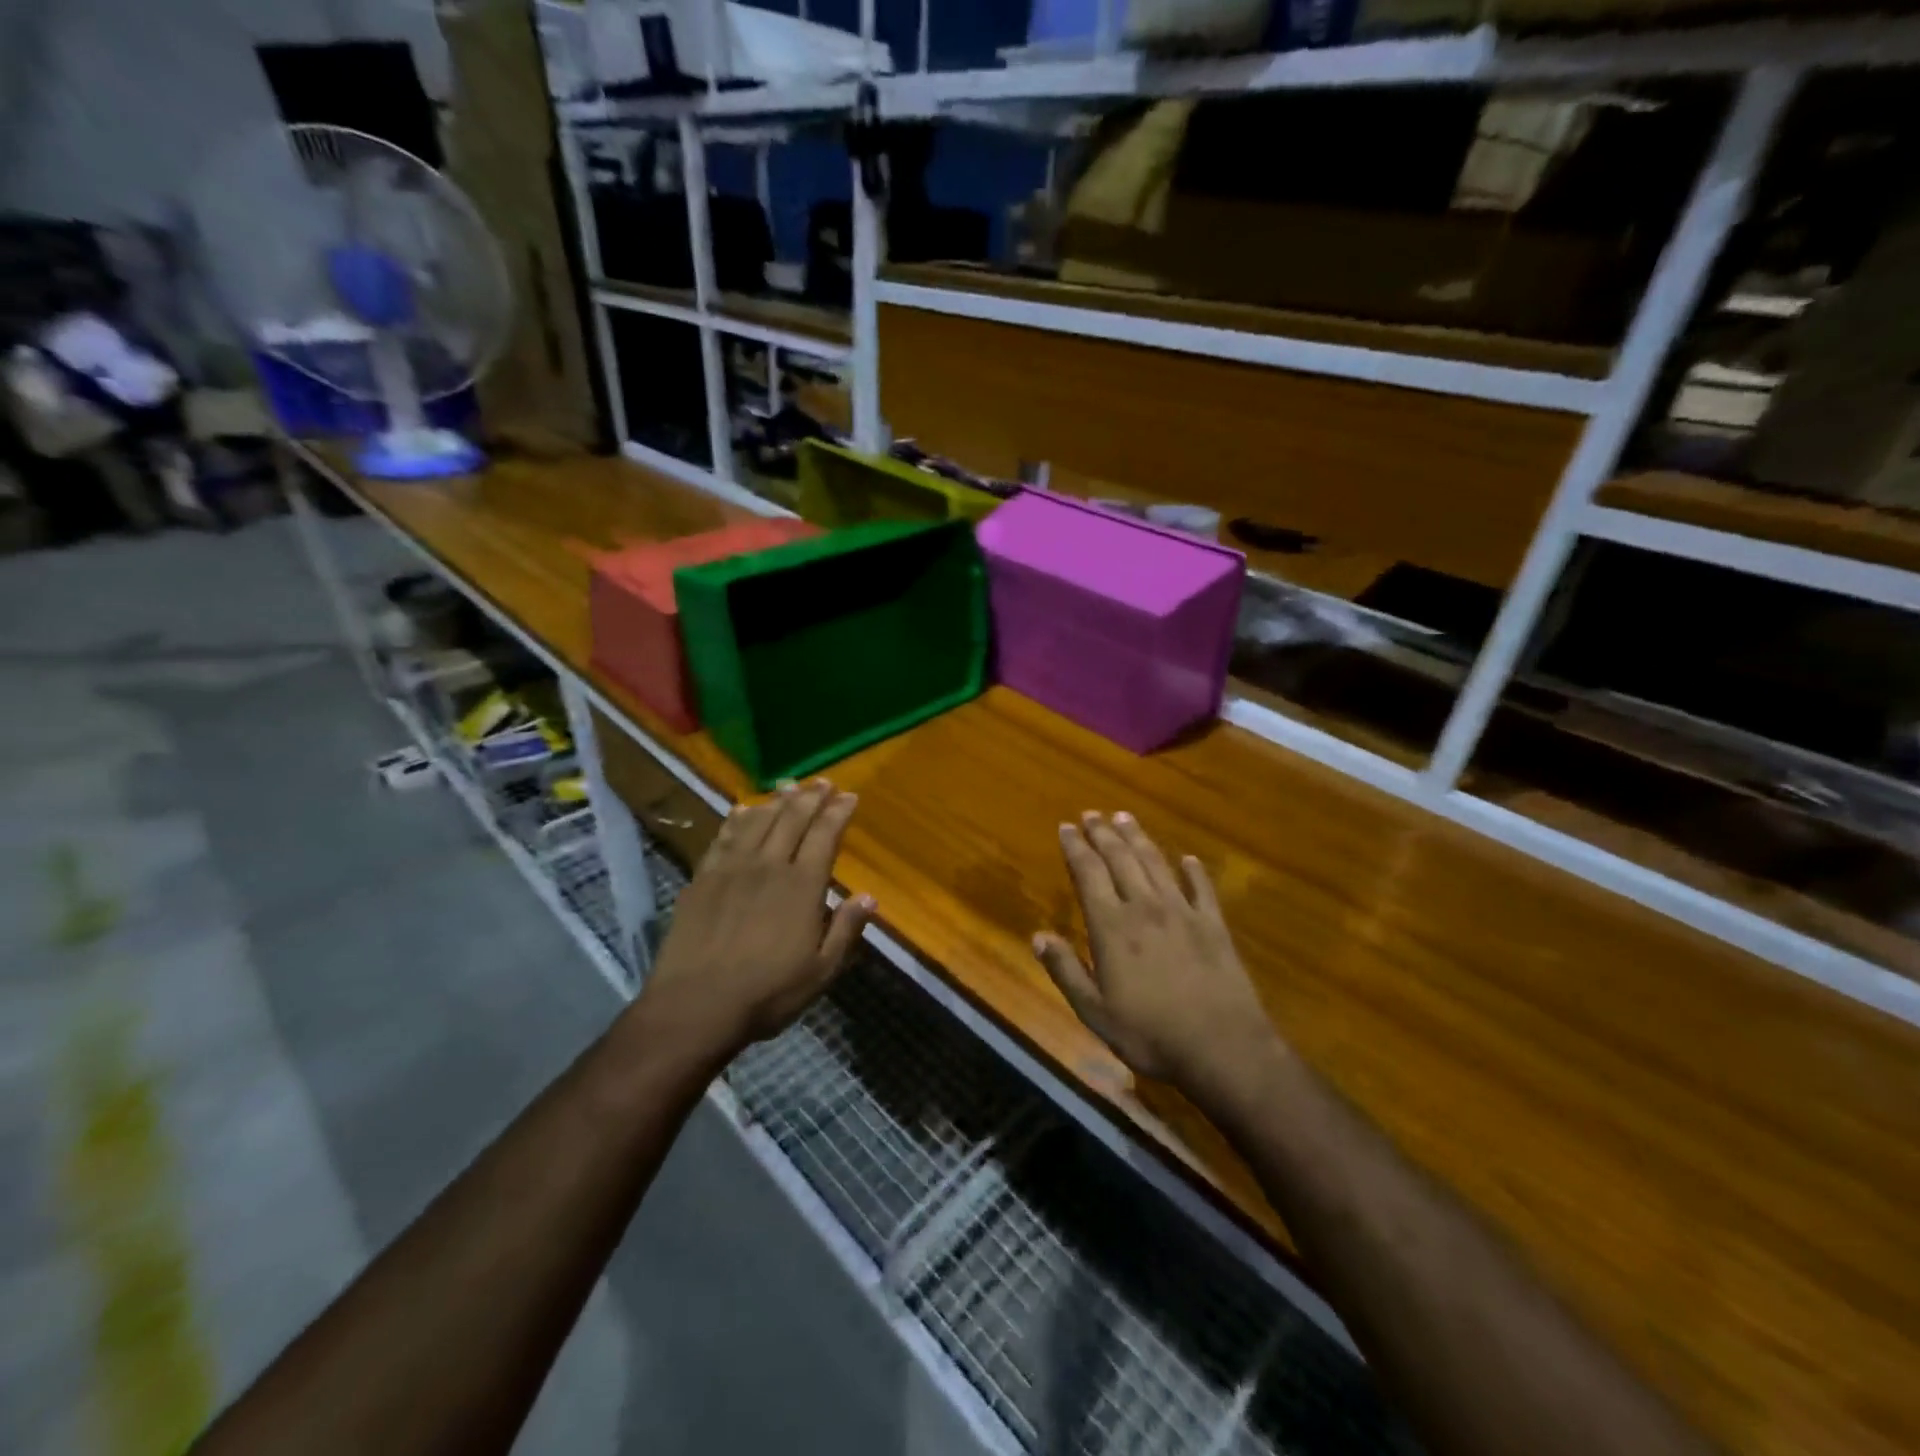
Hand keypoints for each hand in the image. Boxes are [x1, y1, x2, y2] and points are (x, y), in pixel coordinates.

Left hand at [639, 779, 873, 1058]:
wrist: (695, 1006)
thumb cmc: (767, 993)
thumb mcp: (820, 971)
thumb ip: (846, 930)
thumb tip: (869, 896)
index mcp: (802, 886)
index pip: (824, 835)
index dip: (838, 812)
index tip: (849, 796)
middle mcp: (768, 866)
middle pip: (792, 819)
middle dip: (811, 797)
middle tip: (822, 782)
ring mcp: (731, 869)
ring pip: (758, 822)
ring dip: (776, 801)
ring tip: (788, 786)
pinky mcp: (702, 879)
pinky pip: (723, 838)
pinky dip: (736, 820)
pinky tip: (742, 810)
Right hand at [1034, 812, 1275, 1088]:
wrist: (1222, 1047)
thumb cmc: (1150, 1034)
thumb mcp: (1094, 1011)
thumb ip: (1065, 970)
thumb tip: (1038, 936)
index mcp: (1112, 926)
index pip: (1088, 874)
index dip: (1075, 848)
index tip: (1066, 827)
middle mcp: (1145, 907)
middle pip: (1121, 859)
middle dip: (1103, 834)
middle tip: (1092, 814)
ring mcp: (1183, 912)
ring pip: (1156, 863)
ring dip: (1138, 838)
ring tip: (1125, 817)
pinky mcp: (1214, 925)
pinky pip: (1202, 888)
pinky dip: (1194, 870)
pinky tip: (1189, 859)